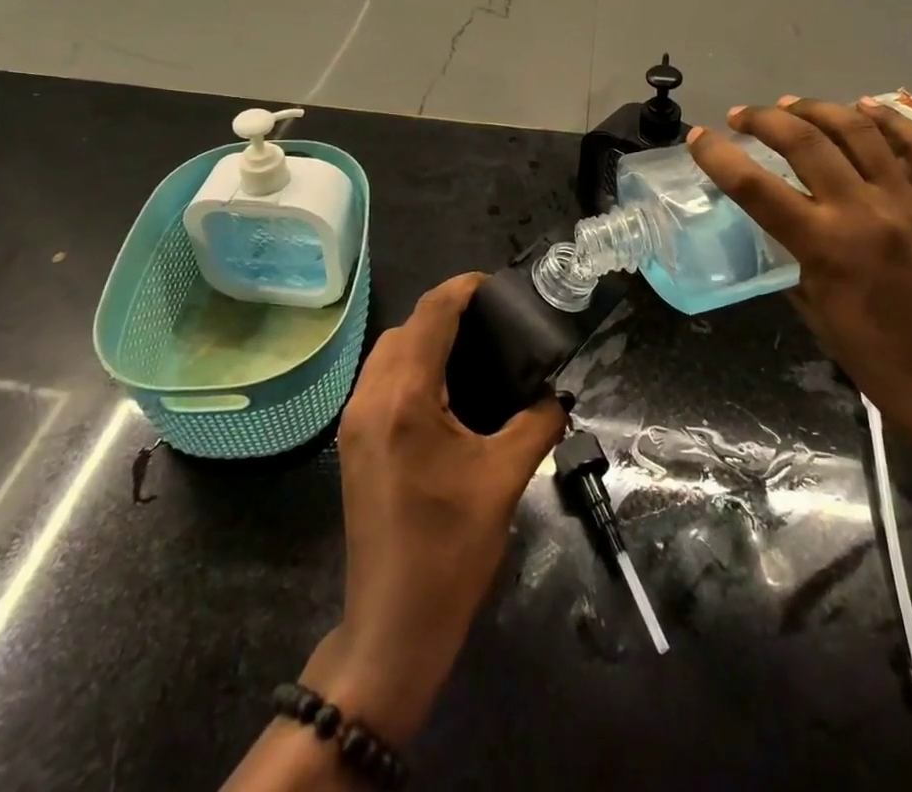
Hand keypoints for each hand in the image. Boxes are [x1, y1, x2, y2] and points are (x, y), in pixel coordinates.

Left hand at [304, 273, 566, 744]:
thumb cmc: (450, 550)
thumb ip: (537, 422)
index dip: (463, 288)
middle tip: (493, 321)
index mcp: (406, 398)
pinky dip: (409, 365)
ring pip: (387, 351)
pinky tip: (444, 387)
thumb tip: (558, 391)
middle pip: (406, 327)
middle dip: (445, 312)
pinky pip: (380, 379)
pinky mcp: (352, 441)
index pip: (431, 314)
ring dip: (424, 338)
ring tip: (472, 347)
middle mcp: (370, 397)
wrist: (393, 626)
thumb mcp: (505, 480)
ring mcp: (354, 420)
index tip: (497, 285)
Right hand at [688, 96, 911, 459]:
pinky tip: (862, 107)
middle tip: (742, 116)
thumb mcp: (812, 307)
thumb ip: (794, 256)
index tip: (698, 138)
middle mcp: (863, 211)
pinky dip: (887, 118)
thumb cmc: (874, 357)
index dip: (718, 156)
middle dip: (764, 119)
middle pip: (805, 142)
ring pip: (858, 130)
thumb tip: (781, 223)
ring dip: (816, 109)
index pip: (755, 186)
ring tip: (791, 105)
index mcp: (823, 245)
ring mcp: (907, 202)